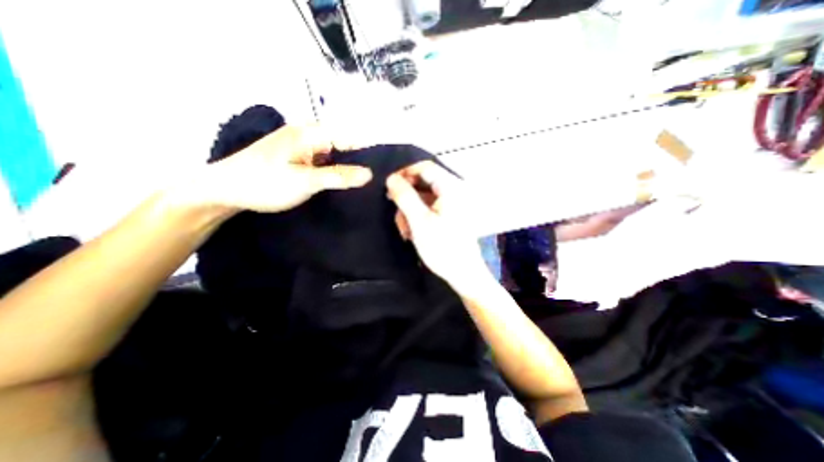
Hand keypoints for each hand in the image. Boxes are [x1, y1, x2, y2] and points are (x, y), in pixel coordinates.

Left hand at [191, 124, 371, 213]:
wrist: (226, 190)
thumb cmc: (264, 183)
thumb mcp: (305, 181)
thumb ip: (338, 176)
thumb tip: (370, 174)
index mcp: (311, 132)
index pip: (352, 137)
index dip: (371, 152)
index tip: (387, 170)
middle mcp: (310, 133)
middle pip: (346, 145)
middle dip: (362, 161)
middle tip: (379, 181)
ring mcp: (306, 145)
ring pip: (337, 154)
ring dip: (350, 167)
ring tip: (368, 184)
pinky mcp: (302, 157)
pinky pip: (327, 161)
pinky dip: (337, 171)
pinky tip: (346, 183)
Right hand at [386, 163, 487, 291]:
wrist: (463, 274)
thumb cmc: (442, 247)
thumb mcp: (419, 221)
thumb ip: (405, 196)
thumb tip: (391, 178)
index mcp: (451, 188)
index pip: (425, 168)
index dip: (405, 173)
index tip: (389, 186)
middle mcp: (453, 192)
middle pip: (423, 183)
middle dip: (406, 198)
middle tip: (396, 213)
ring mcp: (451, 205)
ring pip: (423, 198)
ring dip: (410, 211)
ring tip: (405, 230)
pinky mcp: (448, 216)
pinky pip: (428, 209)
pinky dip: (417, 218)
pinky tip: (411, 232)